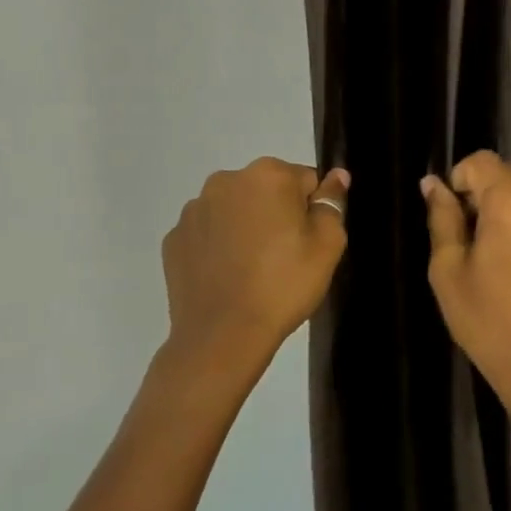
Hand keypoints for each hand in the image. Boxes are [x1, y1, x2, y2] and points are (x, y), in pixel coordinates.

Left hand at [161, 158, 348, 383]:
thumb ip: (332, 202)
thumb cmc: (283, 286)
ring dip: (246, 227)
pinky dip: (218, 246)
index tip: (307, 243)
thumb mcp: (327, 245)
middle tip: (283, 258)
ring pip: (235, 209)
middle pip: (267, 190)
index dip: (312, 212)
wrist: (222, 336)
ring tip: (252, 270)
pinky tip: (226, 276)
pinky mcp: (174, 238)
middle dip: (277, 214)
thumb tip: (337, 175)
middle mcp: (226, 180)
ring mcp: (194, 209)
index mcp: (268, 175)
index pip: (305, 181)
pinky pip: (208, 232)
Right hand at [421, 151, 510, 428]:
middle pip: (509, 178)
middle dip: (486, 199)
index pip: (481, 161)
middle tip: (475, 246)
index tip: (455, 218)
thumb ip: (442, 218)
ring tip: (504, 263)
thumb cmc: (488, 324)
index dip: (460, 180)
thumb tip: (433, 184)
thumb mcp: (449, 271)